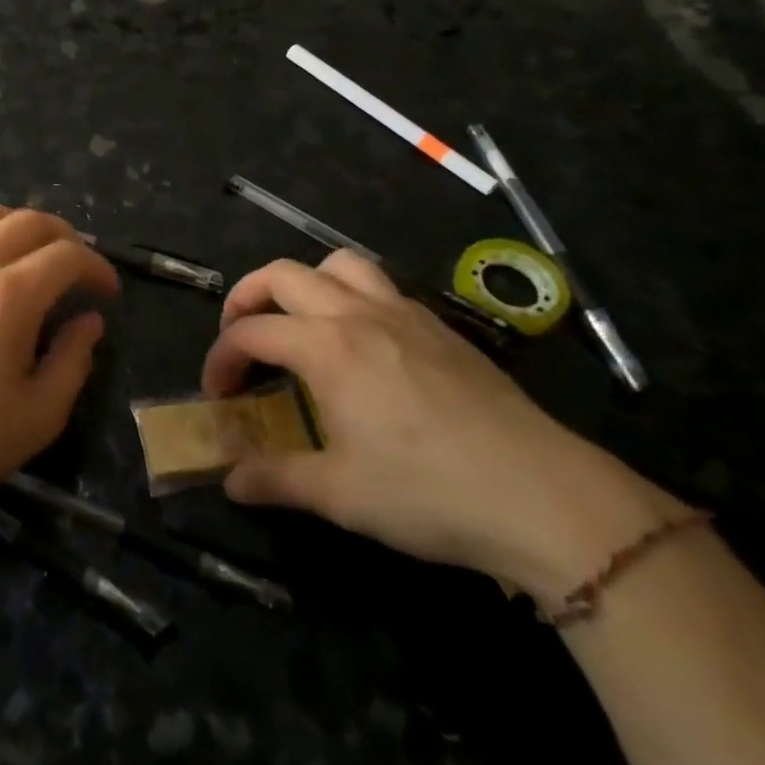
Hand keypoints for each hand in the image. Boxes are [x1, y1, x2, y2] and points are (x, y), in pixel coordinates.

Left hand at [0, 200, 117, 518]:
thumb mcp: (39, 415)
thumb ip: (73, 360)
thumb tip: (89, 320)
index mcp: (8, 298)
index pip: (66, 256)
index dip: (96, 267)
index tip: (107, 291)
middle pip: (28, 221)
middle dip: (65, 238)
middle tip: (76, 268)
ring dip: (13, 222)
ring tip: (26, 251)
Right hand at [202, 253, 678, 602]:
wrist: (548, 499)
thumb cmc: (430, 493)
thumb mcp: (340, 495)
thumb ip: (275, 479)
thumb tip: (230, 481)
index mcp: (326, 347)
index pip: (250, 332)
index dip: (220, 358)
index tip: (217, 394)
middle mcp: (357, 314)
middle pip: (282, 275)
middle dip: (245, 298)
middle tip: (240, 336)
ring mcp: (404, 314)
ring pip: (337, 264)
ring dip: (303, 282)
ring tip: (299, 321)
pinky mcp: (440, 329)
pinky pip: (381, 286)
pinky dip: (350, 296)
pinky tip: (361, 344)